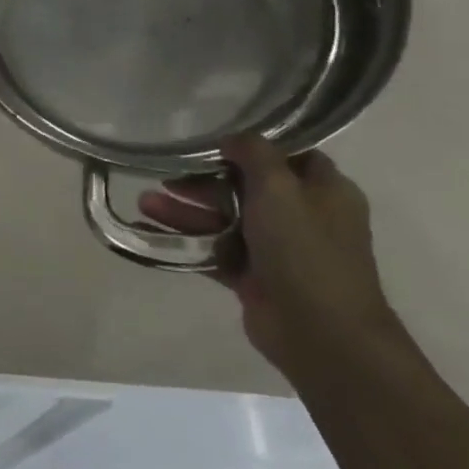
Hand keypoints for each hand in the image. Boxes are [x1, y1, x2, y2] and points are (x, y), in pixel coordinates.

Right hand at [138, 135, 403, 380]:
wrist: (320, 331)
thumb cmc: (305, 250)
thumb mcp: (280, 189)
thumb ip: (255, 155)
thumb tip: (234, 137)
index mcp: (324, 191)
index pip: (287, 157)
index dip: (250, 147)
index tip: (210, 141)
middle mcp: (302, 216)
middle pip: (245, 187)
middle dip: (202, 181)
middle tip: (164, 174)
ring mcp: (276, 248)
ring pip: (223, 219)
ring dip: (185, 210)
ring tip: (144, 203)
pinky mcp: (253, 275)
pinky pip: (212, 249)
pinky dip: (183, 240)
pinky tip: (147, 230)